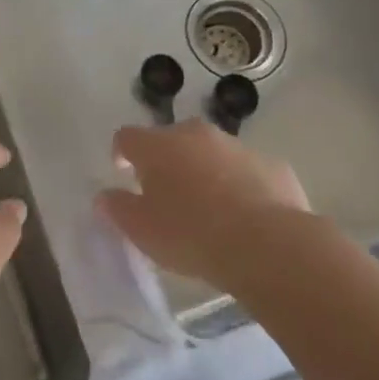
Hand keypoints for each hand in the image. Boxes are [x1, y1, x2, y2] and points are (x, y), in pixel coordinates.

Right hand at [98, 119, 310, 290]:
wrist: (267, 245)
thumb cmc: (191, 235)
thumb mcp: (142, 230)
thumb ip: (118, 209)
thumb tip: (105, 196)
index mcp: (158, 145)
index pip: (127, 137)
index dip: (122, 153)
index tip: (124, 174)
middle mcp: (196, 134)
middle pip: (172, 140)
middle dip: (167, 161)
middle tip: (168, 196)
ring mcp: (237, 146)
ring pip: (212, 153)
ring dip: (205, 171)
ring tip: (210, 209)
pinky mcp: (273, 165)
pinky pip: (247, 171)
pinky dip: (241, 186)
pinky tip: (246, 217)